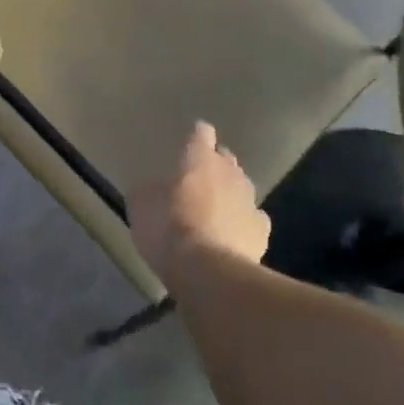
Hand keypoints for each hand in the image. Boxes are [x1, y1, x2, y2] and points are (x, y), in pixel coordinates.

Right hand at [128, 122, 269, 287]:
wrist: (209, 272)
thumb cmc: (169, 228)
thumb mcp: (141, 205)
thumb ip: (150, 188)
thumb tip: (155, 187)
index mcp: (198, 157)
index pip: (201, 132)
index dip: (195, 137)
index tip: (187, 145)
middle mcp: (229, 171)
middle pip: (225, 158)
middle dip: (213, 165)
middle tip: (195, 182)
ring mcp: (250, 200)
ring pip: (241, 187)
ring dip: (228, 194)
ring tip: (213, 211)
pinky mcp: (263, 231)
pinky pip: (252, 218)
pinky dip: (242, 223)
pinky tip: (231, 236)